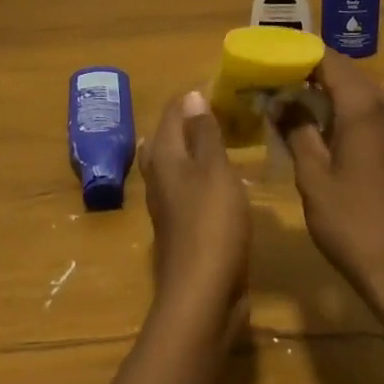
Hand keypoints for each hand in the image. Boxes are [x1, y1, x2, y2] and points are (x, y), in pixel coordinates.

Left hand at [140, 90, 249, 339]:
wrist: (202, 296)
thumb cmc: (211, 224)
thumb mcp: (215, 170)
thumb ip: (204, 133)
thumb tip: (192, 95)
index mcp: (164, 157)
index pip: (173, 112)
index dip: (194, 97)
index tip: (223, 87)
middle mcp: (159, 176)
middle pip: (168, 137)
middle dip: (191, 120)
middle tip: (223, 110)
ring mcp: (168, 204)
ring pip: (176, 164)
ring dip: (196, 148)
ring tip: (223, 137)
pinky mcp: (182, 227)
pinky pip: (189, 188)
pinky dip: (203, 174)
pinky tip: (223, 179)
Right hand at [281, 52, 383, 341]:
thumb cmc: (353, 224)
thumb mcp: (313, 176)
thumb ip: (296, 130)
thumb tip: (279, 100)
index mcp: (364, 106)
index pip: (327, 58)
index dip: (296, 54)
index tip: (266, 58)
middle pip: (343, 72)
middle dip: (306, 73)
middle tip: (269, 81)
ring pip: (355, 92)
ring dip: (323, 93)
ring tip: (284, 101)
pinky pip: (367, 112)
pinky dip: (340, 111)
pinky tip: (314, 127)